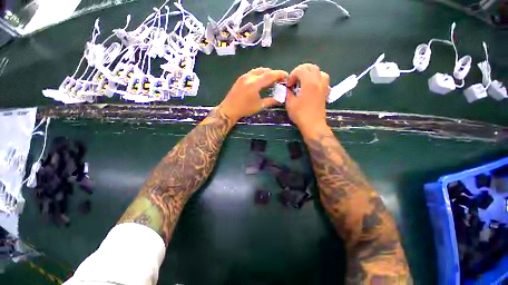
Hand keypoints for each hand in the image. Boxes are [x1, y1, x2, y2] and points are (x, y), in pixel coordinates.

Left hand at [220, 67, 287, 121]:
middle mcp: (249, 77)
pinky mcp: (241, 78)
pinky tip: (261, 81)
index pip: (270, 75)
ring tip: (271, 80)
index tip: (286, 76)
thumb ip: (271, 101)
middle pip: (265, 70)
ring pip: (258, 70)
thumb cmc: (244, 109)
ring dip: (266, 73)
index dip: (279, 74)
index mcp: (255, 84)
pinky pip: (253, 72)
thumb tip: (281, 99)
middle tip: (279, 80)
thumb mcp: (259, 106)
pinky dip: (259, 74)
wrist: (229, 109)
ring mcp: (244, 76)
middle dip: (273, 73)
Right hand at [285, 64, 329, 134]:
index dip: (292, 75)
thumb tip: (287, 88)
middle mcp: (318, 81)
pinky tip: (312, 87)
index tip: (289, 85)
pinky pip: (323, 80)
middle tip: (294, 80)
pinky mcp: (325, 93)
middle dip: (301, 71)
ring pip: (320, 72)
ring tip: (304, 82)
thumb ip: (287, 93)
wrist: (313, 125)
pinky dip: (317, 80)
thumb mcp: (290, 103)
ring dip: (310, 74)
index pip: (300, 70)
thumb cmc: (300, 114)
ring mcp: (324, 87)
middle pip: (311, 67)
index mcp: (309, 82)